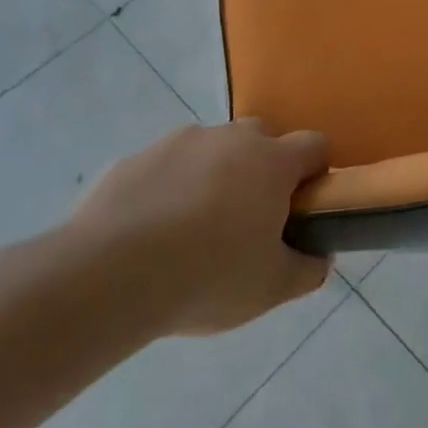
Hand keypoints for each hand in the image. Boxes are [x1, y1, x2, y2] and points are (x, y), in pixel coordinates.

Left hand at [65, 120, 331, 336]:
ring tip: (191, 231)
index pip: (315, 145)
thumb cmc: (208, 277)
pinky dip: (167, 189)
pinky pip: (164, 168)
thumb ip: (307, 270)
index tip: (302, 208)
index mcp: (273, 161)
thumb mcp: (272, 288)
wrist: (108, 277)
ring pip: (210, 150)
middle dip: (262, 169)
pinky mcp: (133, 159)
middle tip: (248, 220)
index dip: (315, 173)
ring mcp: (178, 142)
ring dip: (212, 176)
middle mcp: (230, 138)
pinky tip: (150, 234)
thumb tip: (319, 258)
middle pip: (261, 139)